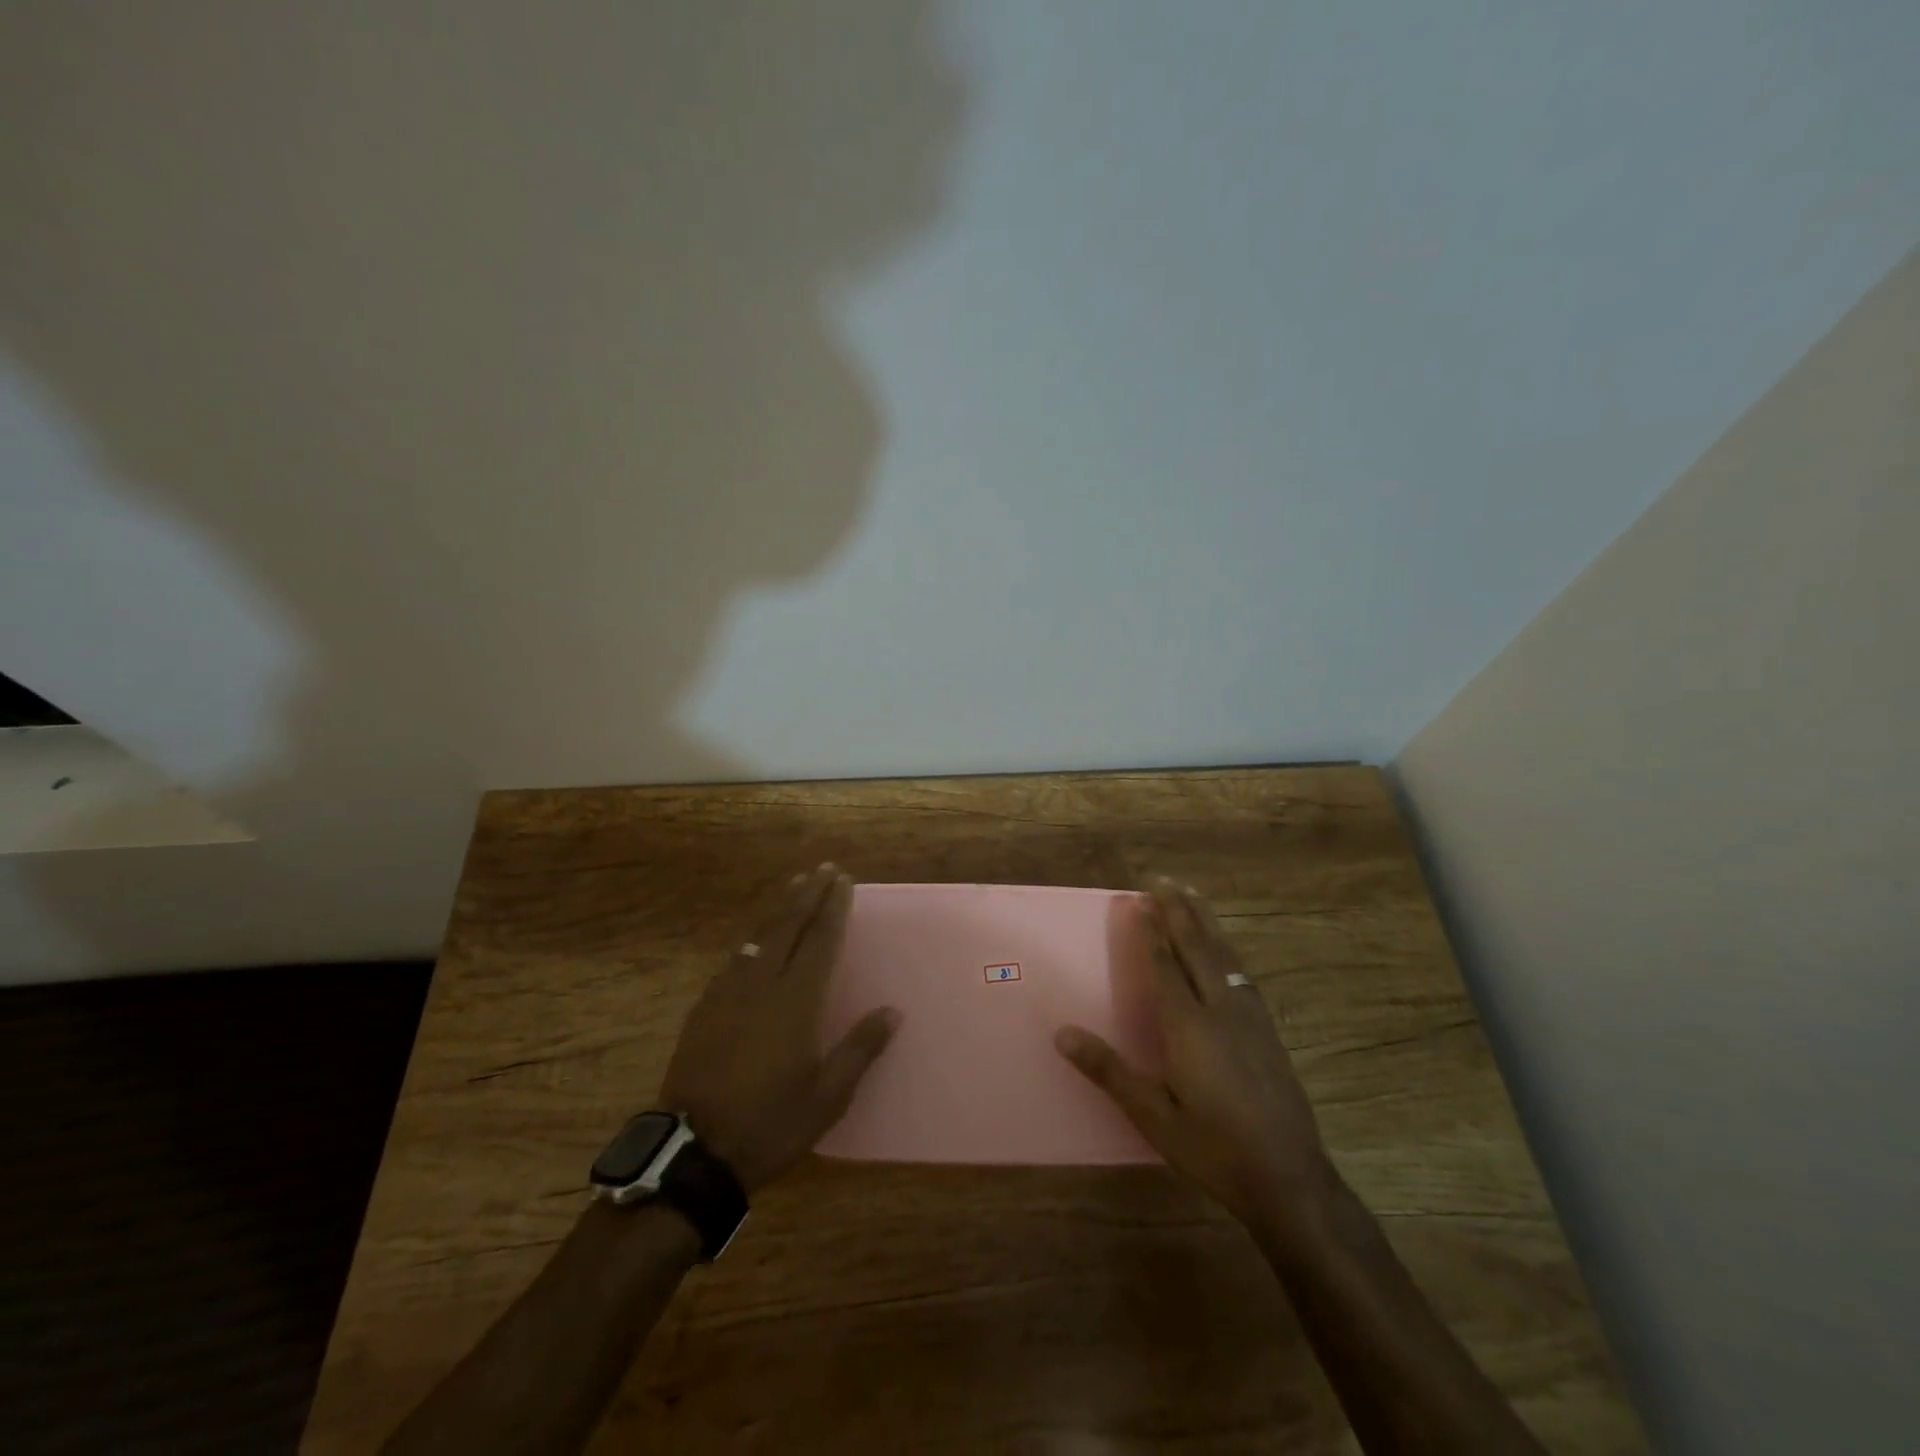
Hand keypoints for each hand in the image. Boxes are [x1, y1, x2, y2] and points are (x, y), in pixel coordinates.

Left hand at [661, 864, 899, 1194]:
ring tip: (794, 887)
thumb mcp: (827, 1097)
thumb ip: (860, 1049)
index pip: (820, 941)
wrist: (693, 1151)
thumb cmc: (770, 1123)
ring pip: (759, 936)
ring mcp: (729, 994)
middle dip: (807, 894)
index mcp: (796, 1002)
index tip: (843, 880)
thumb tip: (892, 1011)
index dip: (833, 908)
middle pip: (788, 926)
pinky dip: (753, 940)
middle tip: (822, 868)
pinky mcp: (705, 1008)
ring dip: (780, 909)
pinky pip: (735, 960)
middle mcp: (762, 985)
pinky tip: (755, 940)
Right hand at [1056, 878, 1331, 1226]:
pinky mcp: (1268, 1031)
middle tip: (1164, 880)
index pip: (1165, 965)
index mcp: (1190, 1026)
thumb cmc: (1213, 1149)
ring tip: (1193, 896)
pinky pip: (1243, 973)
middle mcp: (1221, 1009)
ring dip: (1206, 922)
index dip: (1150, 930)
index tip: (1138, 899)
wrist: (1290, 1180)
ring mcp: (1251, 1018)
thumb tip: (1061, 1033)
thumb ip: (1109, 1071)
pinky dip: (1227, 949)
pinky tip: (1227, 951)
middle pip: (1198, 947)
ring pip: (1226, 955)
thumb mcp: (1153, 1116)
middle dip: (1180, 911)